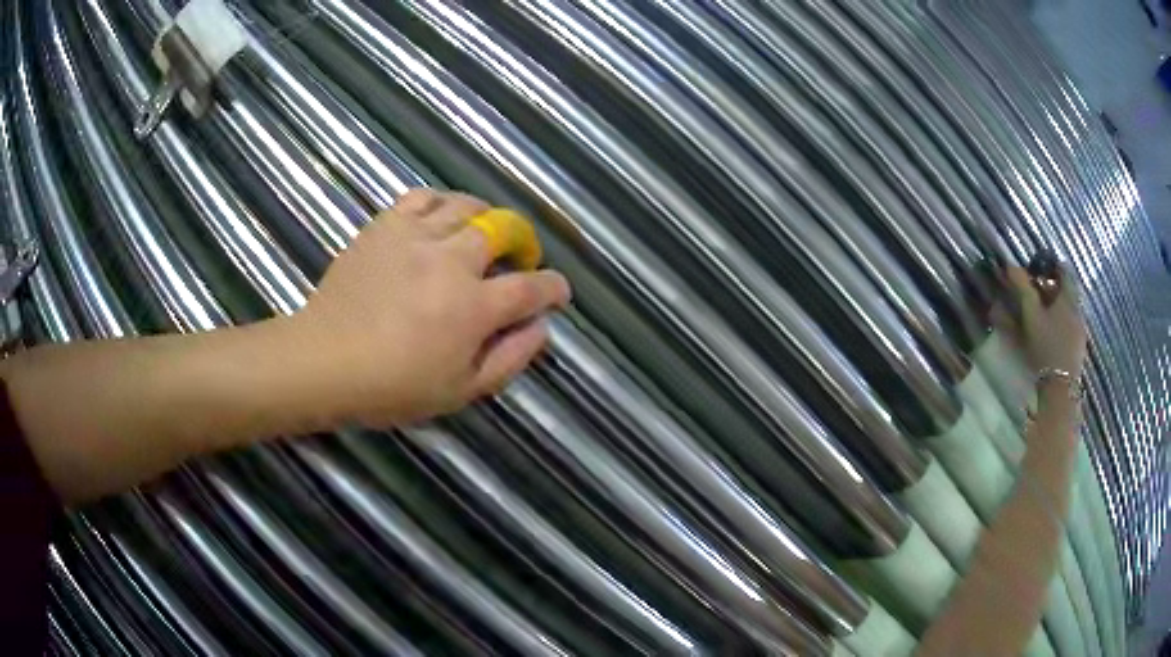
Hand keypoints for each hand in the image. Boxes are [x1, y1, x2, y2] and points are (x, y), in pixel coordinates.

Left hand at [279, 189, 570, 427]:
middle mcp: (452, 261)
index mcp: (474, 307)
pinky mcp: (385, 226)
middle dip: (523, 241)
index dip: (553, 287)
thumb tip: (541, 328)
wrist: (325, 361)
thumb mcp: (461, 391)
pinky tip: (441, 220)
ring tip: (482, 233)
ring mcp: (416, 237)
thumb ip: (510, 358)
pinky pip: (423, 198)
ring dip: (486, 216)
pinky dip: (442, 204)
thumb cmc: (393, 387)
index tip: (558, 291)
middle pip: (504, 230)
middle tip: (520, 257)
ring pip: (467, 205)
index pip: (531, 287)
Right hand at [1003, 266, 1086, 377]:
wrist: (1060, 388)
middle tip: (1038, 292)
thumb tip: (1011, 265)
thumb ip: (1023, 289)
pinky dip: (1061, 324)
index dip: (1053, 265)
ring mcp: (1080, 330)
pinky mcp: (1079, 348)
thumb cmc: (1046, 346)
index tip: (1041, 267)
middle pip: (1068, 291)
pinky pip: (1071, 327)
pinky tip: (1051, 335)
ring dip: (1057, 308)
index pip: (1065, 271)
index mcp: (1068, 298)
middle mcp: (1077, 309)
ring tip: (1042, 315)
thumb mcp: (1031, 316)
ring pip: (1070, 310)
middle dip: (1053, 288)